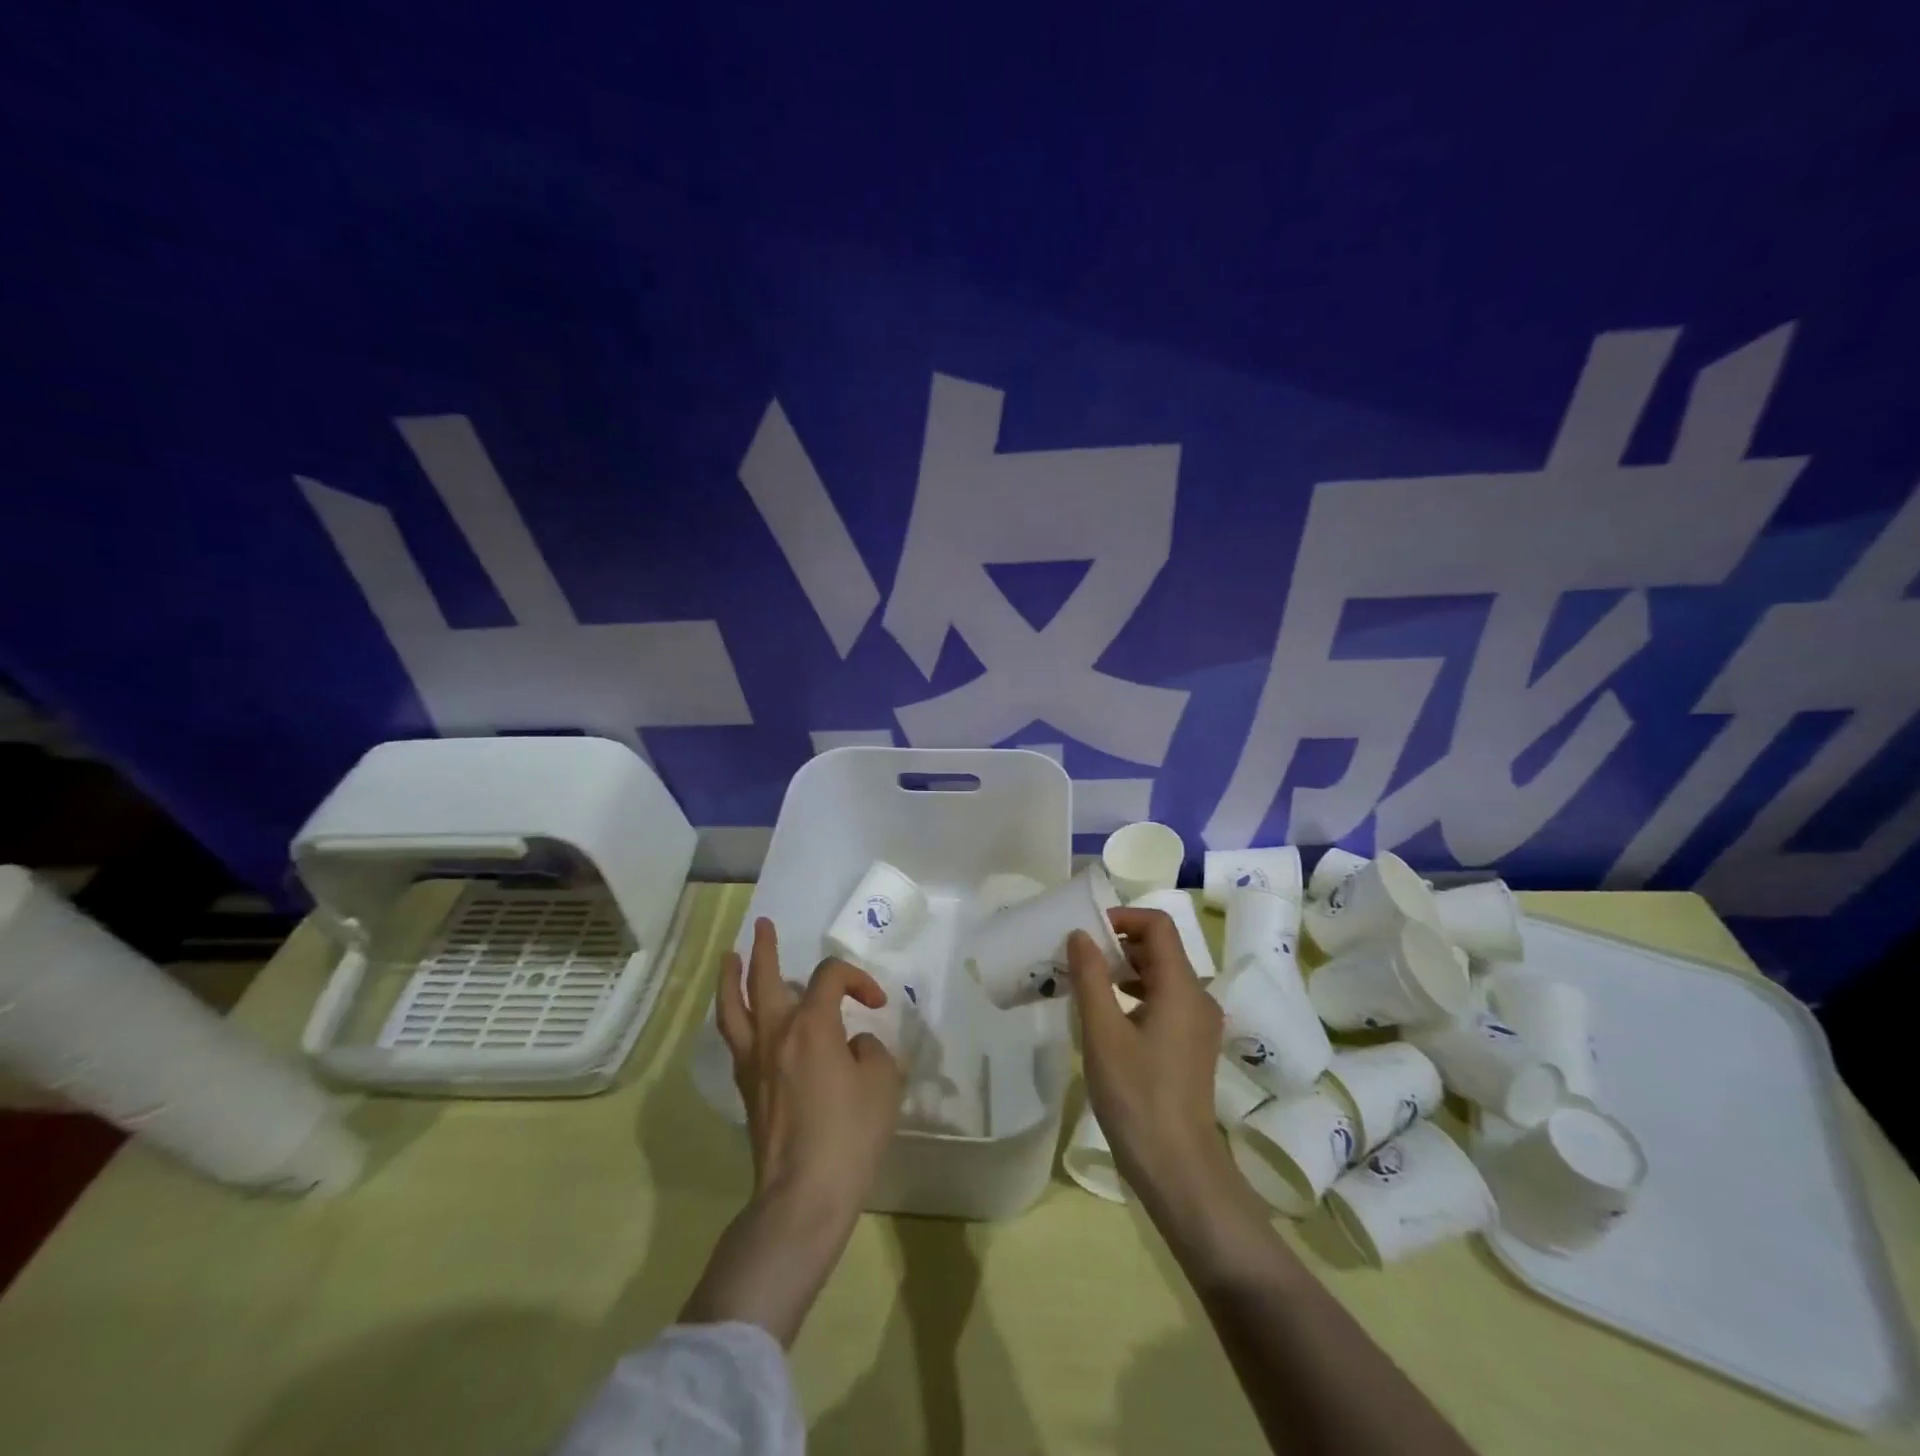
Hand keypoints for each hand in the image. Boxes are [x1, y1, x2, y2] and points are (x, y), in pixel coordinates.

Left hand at [715, 917, 904, 1211]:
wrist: (803, 1194)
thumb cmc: (849, 1135)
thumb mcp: (882, 1083)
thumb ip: (870, 1050)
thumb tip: (851, 1045)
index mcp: (812, 1025)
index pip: (830, 977)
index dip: (857, 979)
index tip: (876, 1004)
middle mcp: (776, 1034)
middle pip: (764, 978)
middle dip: (765, 948)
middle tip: (764, 926)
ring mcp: (754, 1062)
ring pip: (733, 1008)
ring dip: (731, 978)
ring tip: (729, 958)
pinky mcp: (746, 1089)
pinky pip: (734, 1039)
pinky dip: (733, 1016)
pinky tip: (739, 1016)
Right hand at [1066, 908, 1235, 1206]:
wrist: (1177, 1168)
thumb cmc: (1136, 1095)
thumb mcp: (1102, 1032)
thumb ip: (1090, 977)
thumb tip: (1079, 934)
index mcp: (1182, 987)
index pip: (1158, 925)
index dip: (1123, 917)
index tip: (1086, 932)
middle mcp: (1198, 998)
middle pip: (1160, 949)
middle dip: (1118, 944)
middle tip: (1078, 959)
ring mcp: (1199, 1024)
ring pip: (1161, 976)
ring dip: (1125, 971)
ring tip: (1087, 986)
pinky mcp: (1192, 1046)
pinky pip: (1165, 1002)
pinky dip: (1136, 996)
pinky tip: (1107, 1018)